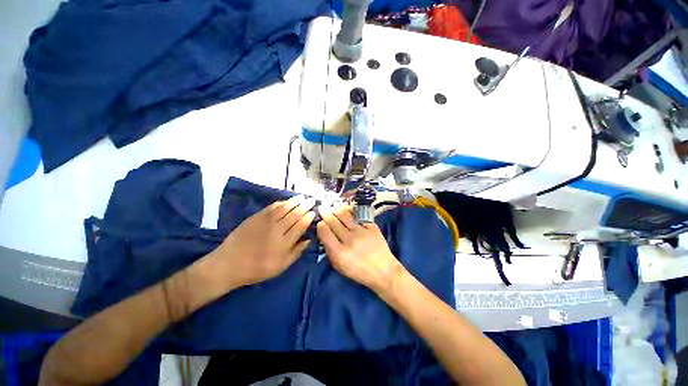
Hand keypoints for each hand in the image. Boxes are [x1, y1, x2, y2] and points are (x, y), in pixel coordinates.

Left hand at [193, 195, 315, 300]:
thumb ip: (296, 252)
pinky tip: (286, 201)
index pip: (300, 226)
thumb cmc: (256, 269)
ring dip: (295, 201)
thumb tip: (309, 239)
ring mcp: (265, 221)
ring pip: (284, 208)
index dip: (308, 217)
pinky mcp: (255, 217)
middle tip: (312, 200)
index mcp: (283, 243)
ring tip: (302, 197)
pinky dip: (281, 202)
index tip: (314, 212)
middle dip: (305, 206)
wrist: (228, 264)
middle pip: (294, 214)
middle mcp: (276, 229)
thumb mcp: (280, 267)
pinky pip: (272, 206)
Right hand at [316, 205, 404, 293]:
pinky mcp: (372, 226)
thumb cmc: (359, 271)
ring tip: (334, 209)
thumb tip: (324, 234)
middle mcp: (350, 240)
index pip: (325, 232)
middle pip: (333, 221)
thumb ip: (329, 250)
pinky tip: (347, 210)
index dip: (320, 225)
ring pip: (345, 215)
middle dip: (326, 214)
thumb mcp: (339, 266)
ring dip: (337, 210)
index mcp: (340, 253)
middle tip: (322, 210)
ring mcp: (362, 231)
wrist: (383, 271)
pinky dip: (350, 211)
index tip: (320, 223)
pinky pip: (358, 215)